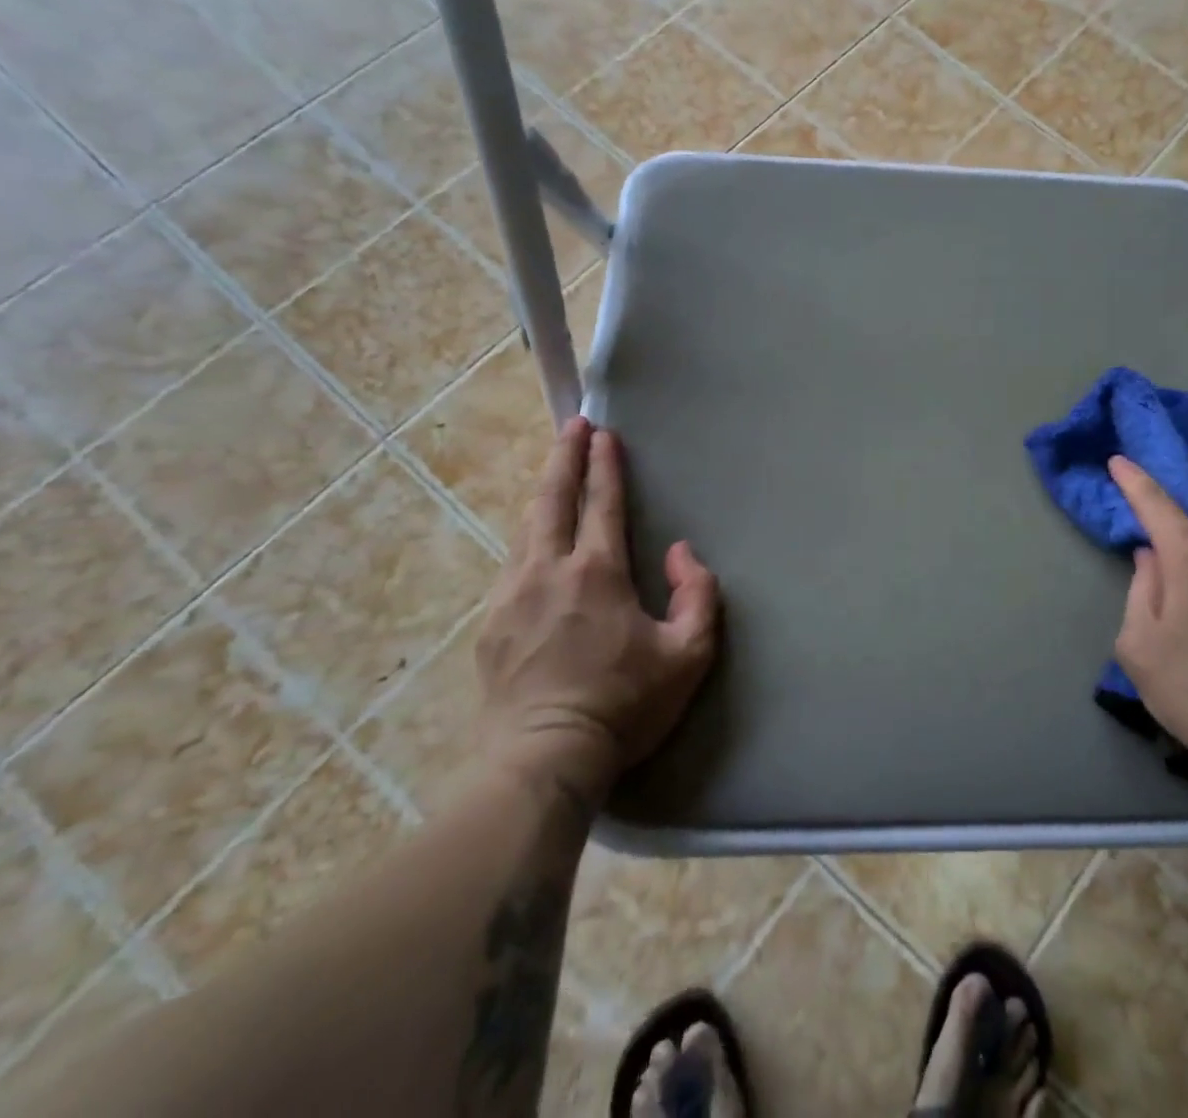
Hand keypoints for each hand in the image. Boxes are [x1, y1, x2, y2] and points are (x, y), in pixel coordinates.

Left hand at [475, 417, 719, 806]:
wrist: (544, 761)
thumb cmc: (625, 704)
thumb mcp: (689, 654)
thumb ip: (698, 595)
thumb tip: (682, 554)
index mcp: (596, 573)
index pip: (602, 504)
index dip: (605, 465)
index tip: (603, 432)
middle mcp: (547, 571)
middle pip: (552, 500)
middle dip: (563, 457)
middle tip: (572, 426)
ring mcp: (509, 596)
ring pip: (525, 529)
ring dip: (543, 495)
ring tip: (554, 475)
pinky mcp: (488, 626)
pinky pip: (511, 565)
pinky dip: (527, 539)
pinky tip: (534, 544)